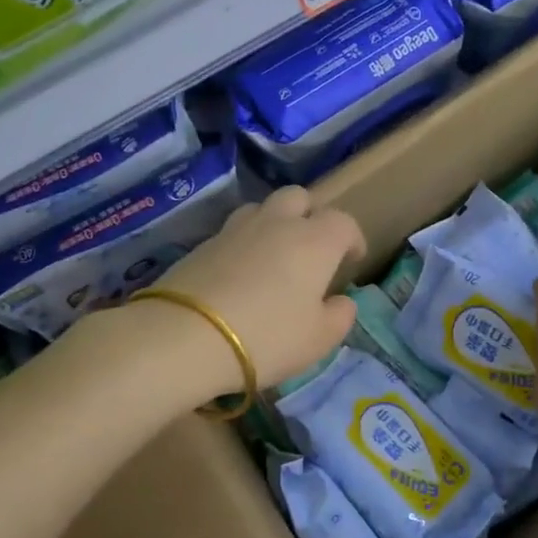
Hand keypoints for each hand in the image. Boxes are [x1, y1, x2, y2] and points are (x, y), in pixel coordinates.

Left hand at [128, 186, 365, 400]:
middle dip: (310, 215)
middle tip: (311, 248)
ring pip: (261, 208)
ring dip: (273, 223)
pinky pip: (232, 232)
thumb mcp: (317, 340)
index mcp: (314, 241)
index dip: (352, 238)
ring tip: (272, 256)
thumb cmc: (266, 337)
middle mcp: (277, 224)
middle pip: (299, 197)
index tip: (351, 260)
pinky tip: (239, 274)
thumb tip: (342, 301)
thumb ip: (339, 316)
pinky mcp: (203, 243)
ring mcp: (235, 229)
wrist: (185, 336)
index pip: (343, 222)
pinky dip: (243, 245)